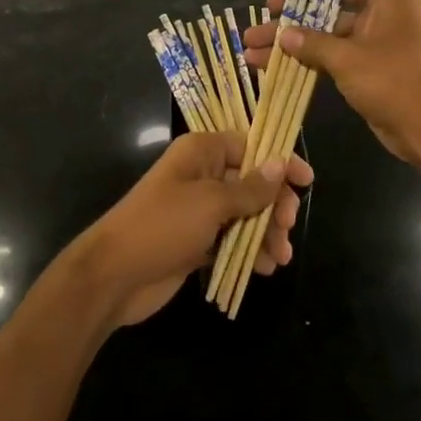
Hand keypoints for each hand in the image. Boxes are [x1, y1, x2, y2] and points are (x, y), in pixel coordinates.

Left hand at [75, 130, 312, 328]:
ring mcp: (199, 210)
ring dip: (266, 232)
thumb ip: (250, 188)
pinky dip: (250, 250)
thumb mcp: (211, 203)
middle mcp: (202, 174)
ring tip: (280, 257)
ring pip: (245, 213)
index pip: (250, 144)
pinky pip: (233, 238)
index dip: (280, 160)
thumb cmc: (162, 225)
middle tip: (288, 226)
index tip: (307, 181)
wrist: (114, 276)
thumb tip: (281, 164)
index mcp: (202, 152)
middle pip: (252, 181)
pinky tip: (265, 268)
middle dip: (275, 204)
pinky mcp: (197, 241)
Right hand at [243, 0, 420, 168]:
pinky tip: (270, 64)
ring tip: (253, 43)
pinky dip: (304, 53)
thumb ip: (312, 43)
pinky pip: (329, 47)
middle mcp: (383, 5)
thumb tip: (282, 35)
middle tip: (269, 8)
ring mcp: (374, 33)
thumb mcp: (349, 59)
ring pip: (326, 22)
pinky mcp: (367, 60)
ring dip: (293, 33)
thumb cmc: (397, 81)